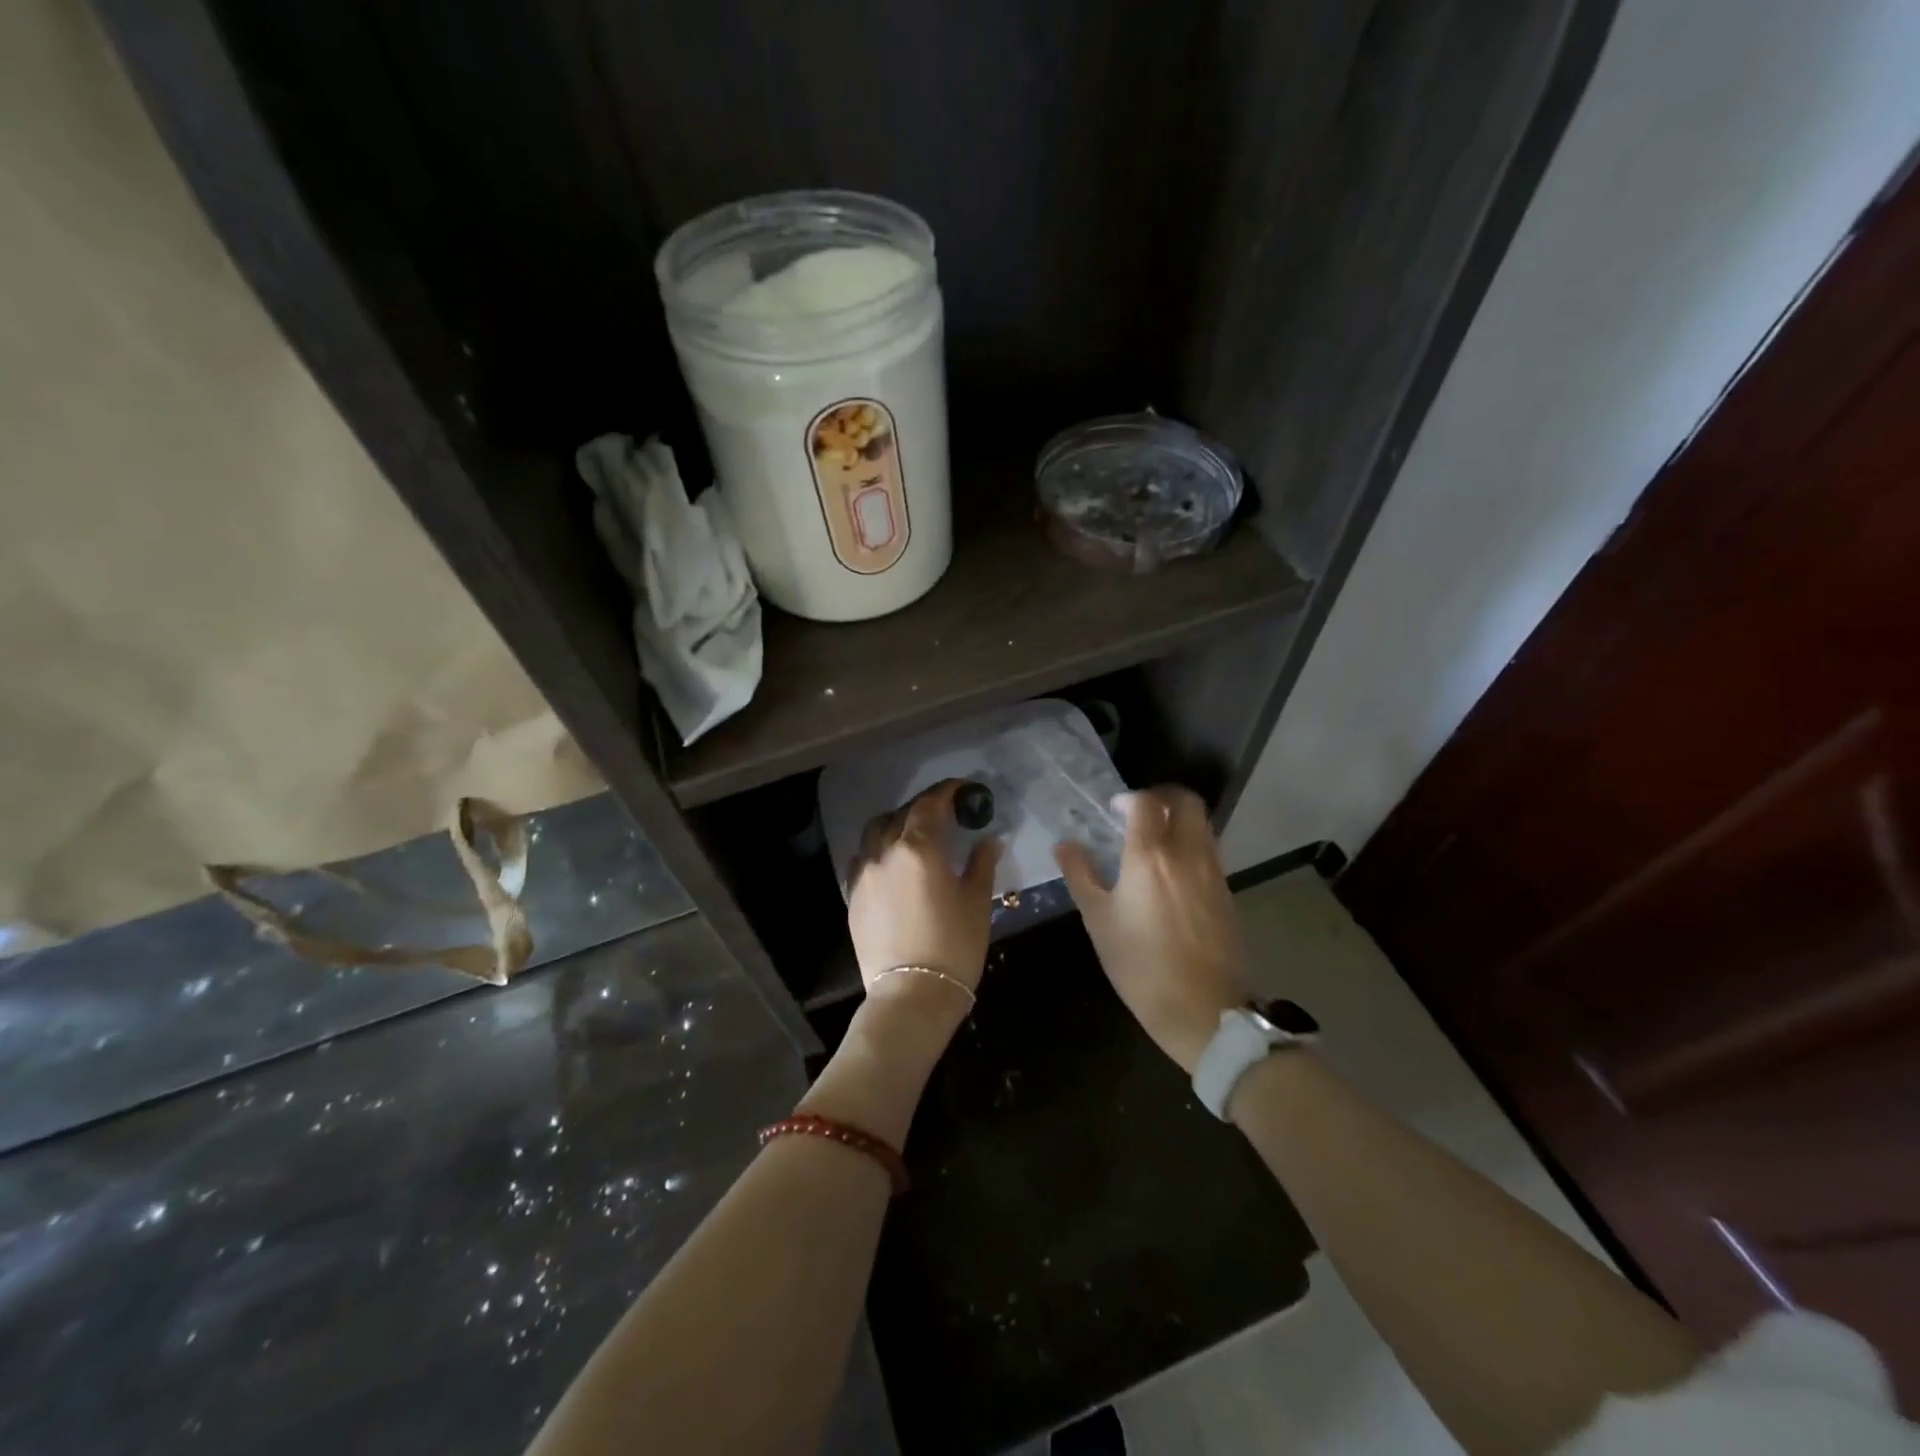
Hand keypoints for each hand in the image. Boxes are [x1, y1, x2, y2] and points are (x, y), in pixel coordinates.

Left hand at [847, 779, 1000, 996]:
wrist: (910, 996)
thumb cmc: (954, 947)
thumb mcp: (977, 903)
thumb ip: (981, 864)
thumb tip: (988, 840)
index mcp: (918, 849)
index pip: (931, 805)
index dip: (947, 791)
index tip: (963, 789)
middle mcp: (885, 853)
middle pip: (901, 814)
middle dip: (924, 807)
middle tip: (945, 813)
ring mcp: (863, 874)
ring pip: (875, 833)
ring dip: (896, 824)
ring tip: (915, 834)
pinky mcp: (852, 896)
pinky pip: (863, 859)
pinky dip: (879, 850)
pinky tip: (893, 863)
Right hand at [1055, 787, 1247, 1073]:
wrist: (1207, 1012)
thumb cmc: (1142, 968)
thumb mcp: (1099, 922)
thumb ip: (1081, 875)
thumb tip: (1065, 844)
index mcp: (1150, 857)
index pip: (1146, 802)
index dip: (1128, 798)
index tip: (1113, 809)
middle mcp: (1187, 854)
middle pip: (1186, 801)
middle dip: (1162, 796)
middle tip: (1139, 812)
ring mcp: (1213, 872)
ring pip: (1202, 824)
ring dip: (1179, 819)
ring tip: (1154, 840)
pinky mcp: (1227, 892)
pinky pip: (1210, 850)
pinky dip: (1191, 844)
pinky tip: (1172, 872)